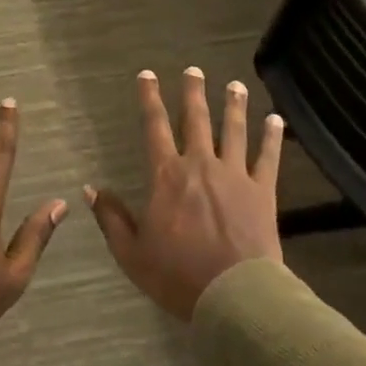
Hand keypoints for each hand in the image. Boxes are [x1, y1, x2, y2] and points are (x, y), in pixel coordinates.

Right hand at [89, 68, 283, 321]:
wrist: (233, 295)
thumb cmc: (177, 275)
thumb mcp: (131, 252)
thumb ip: (111, 218)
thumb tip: (91, 189)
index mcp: (167, 176)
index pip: (154, 127)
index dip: (149, 99)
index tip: (147, 75)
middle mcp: (200, 164)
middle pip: (196, 120)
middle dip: (193, 93)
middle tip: (193, 70)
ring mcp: (235, 175)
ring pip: (233, 131)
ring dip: (234, 106)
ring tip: (235, 85)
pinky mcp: (263, 191)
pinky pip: (268, 158)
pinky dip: (272, 137)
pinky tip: (275, 120)